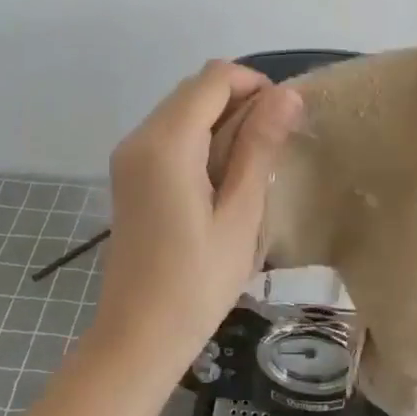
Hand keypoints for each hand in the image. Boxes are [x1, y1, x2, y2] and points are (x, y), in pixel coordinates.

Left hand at [95, 61, 302, 363]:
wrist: (138, 337)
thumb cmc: (197, 282)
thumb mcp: (241, 215)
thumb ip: (260, 147)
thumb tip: (288, 94)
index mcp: (166, 142)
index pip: (214, 78)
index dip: (255, 85)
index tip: (285, 121)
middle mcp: (140, 136)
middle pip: (196, 89)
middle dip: (240, 101)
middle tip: (274, 148)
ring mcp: (129, 155)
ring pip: (183, 108)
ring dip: (221, 120)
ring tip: (252, 166)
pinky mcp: (129, 173)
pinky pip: (169, 134)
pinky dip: (200, 138)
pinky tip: (222, 179)